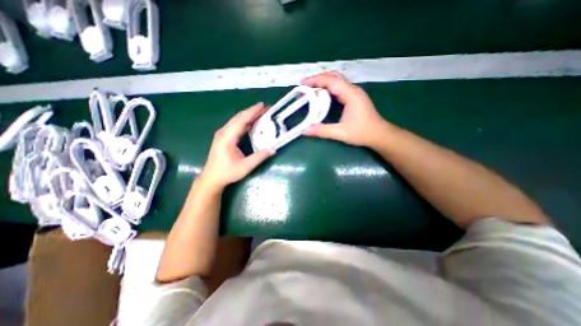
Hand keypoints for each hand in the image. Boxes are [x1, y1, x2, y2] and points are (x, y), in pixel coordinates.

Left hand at [198, 103, 274, 190]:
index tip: (262, 105)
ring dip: (249, 115)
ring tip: (261, 113)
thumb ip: (259, 157)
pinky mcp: (224, 137)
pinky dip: (245, 122)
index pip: (241, 120)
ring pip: (237, 120)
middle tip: (265, 108)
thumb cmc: (227, 172)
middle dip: (252, 111)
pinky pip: (235, 125)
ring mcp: (222, 134)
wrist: (212, 178)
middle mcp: (223, 132)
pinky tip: (252, 122)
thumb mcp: (245, 167)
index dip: (252, 112)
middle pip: (239, 117)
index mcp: (227, 137)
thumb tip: (273, 149)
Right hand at [302, 71, 386, 147]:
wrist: (379, 135)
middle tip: (304, 87)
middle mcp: (352, 89)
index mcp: (350, 94)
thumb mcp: (341, 133)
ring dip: (322, 83)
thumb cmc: (362, 132)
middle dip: (317, 79)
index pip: (331, 80)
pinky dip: (327, 89)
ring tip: (310, 90)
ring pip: (336, 81)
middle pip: (333, 77)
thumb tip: (305, 131)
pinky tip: (321, 96)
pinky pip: (338, 88)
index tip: (302, 85)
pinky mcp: (353, 97)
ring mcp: (353, 93)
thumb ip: (322, 131)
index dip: (315, 80)